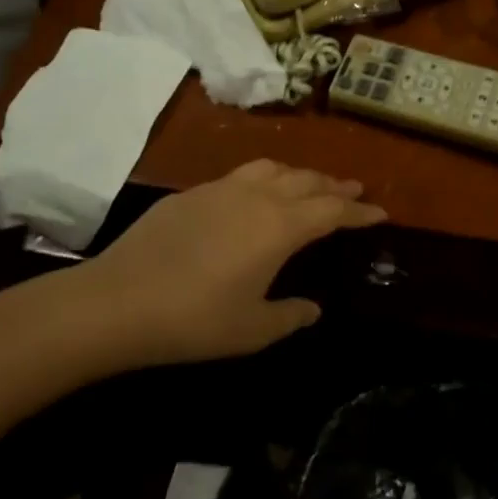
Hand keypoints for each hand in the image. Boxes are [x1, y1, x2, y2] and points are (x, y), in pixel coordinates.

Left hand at [61, 159, 385, 371]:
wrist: (117, 302)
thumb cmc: (194, 320)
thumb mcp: (252, 329)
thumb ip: (290, 315)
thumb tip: (313, 309)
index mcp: (281, 227)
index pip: (333, 210)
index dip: (360, 211)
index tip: (381, 212)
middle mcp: (258, 197)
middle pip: (308, 181)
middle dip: (335, 185)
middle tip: (354, 189)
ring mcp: (222, 189)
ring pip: (274, 168)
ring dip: (300, 174)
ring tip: (310, 183)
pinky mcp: (192, 193)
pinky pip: (241, 175)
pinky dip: (264, 178)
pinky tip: (255, 194)